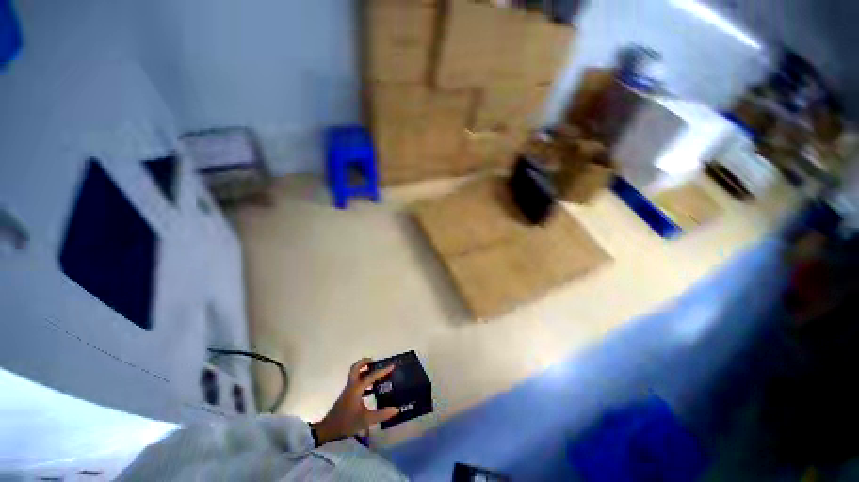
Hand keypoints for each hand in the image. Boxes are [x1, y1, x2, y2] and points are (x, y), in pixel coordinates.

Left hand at [312, 358, 398, 444]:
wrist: (328, 430)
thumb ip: (381, 415)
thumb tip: (396, 409)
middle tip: (375, 361)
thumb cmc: (346, 422)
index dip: (382, 370)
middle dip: (365, 362)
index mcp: (357, 388)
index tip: (392, 365)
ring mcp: (348, 390)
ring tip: (375, 372)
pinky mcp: (347, 396)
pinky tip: (371, 389)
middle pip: (356, 368)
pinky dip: (363, 380)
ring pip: (355, 374)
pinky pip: (356, 382)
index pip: (371, 376)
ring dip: (364, 370)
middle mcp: (352, 386)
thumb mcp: (365, 420)